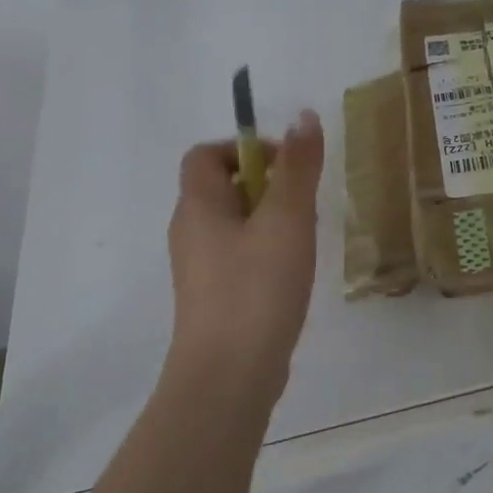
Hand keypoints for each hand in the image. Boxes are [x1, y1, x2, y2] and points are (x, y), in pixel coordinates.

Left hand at [167, 109, 325, 394]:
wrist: (229, 377)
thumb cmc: (257, 287)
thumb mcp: (287, 218)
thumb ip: (298, 166)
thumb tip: (303, 116)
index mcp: (198, 205)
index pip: (206, 155)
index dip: (244, 148)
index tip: (285, 167)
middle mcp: (189, 231)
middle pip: (222, 187)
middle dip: (267, 185)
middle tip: (302, 206)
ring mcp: (198, 269)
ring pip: (234, 223)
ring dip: (270, 219)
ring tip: (302, 240)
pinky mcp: (213, 298)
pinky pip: (237, 255)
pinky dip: (264, 251)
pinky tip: (292, 274)